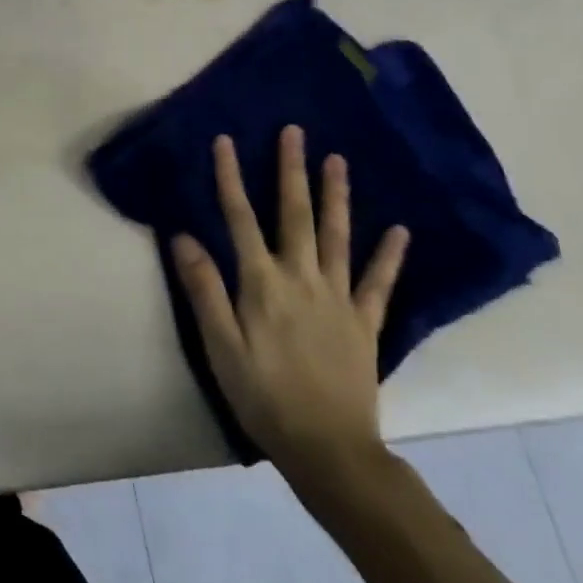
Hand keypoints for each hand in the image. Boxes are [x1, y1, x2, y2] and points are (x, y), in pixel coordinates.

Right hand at [173, 126, 407, 487]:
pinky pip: (378, 283)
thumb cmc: (262, 396)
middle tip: (294, 132)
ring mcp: (338, 299)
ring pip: (337, 237)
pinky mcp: (365, 323)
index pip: (240, 218)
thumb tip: (183, 236)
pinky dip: (389, 255)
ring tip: (338, 161)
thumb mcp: (219, 345)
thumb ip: (204, 288)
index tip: (225, 141)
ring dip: (336, 196)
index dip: (230, 178)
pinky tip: (400, 231)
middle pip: (294, 215)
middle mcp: (301, 279)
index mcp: (261, 283)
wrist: (329, 449)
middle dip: (291, 171)